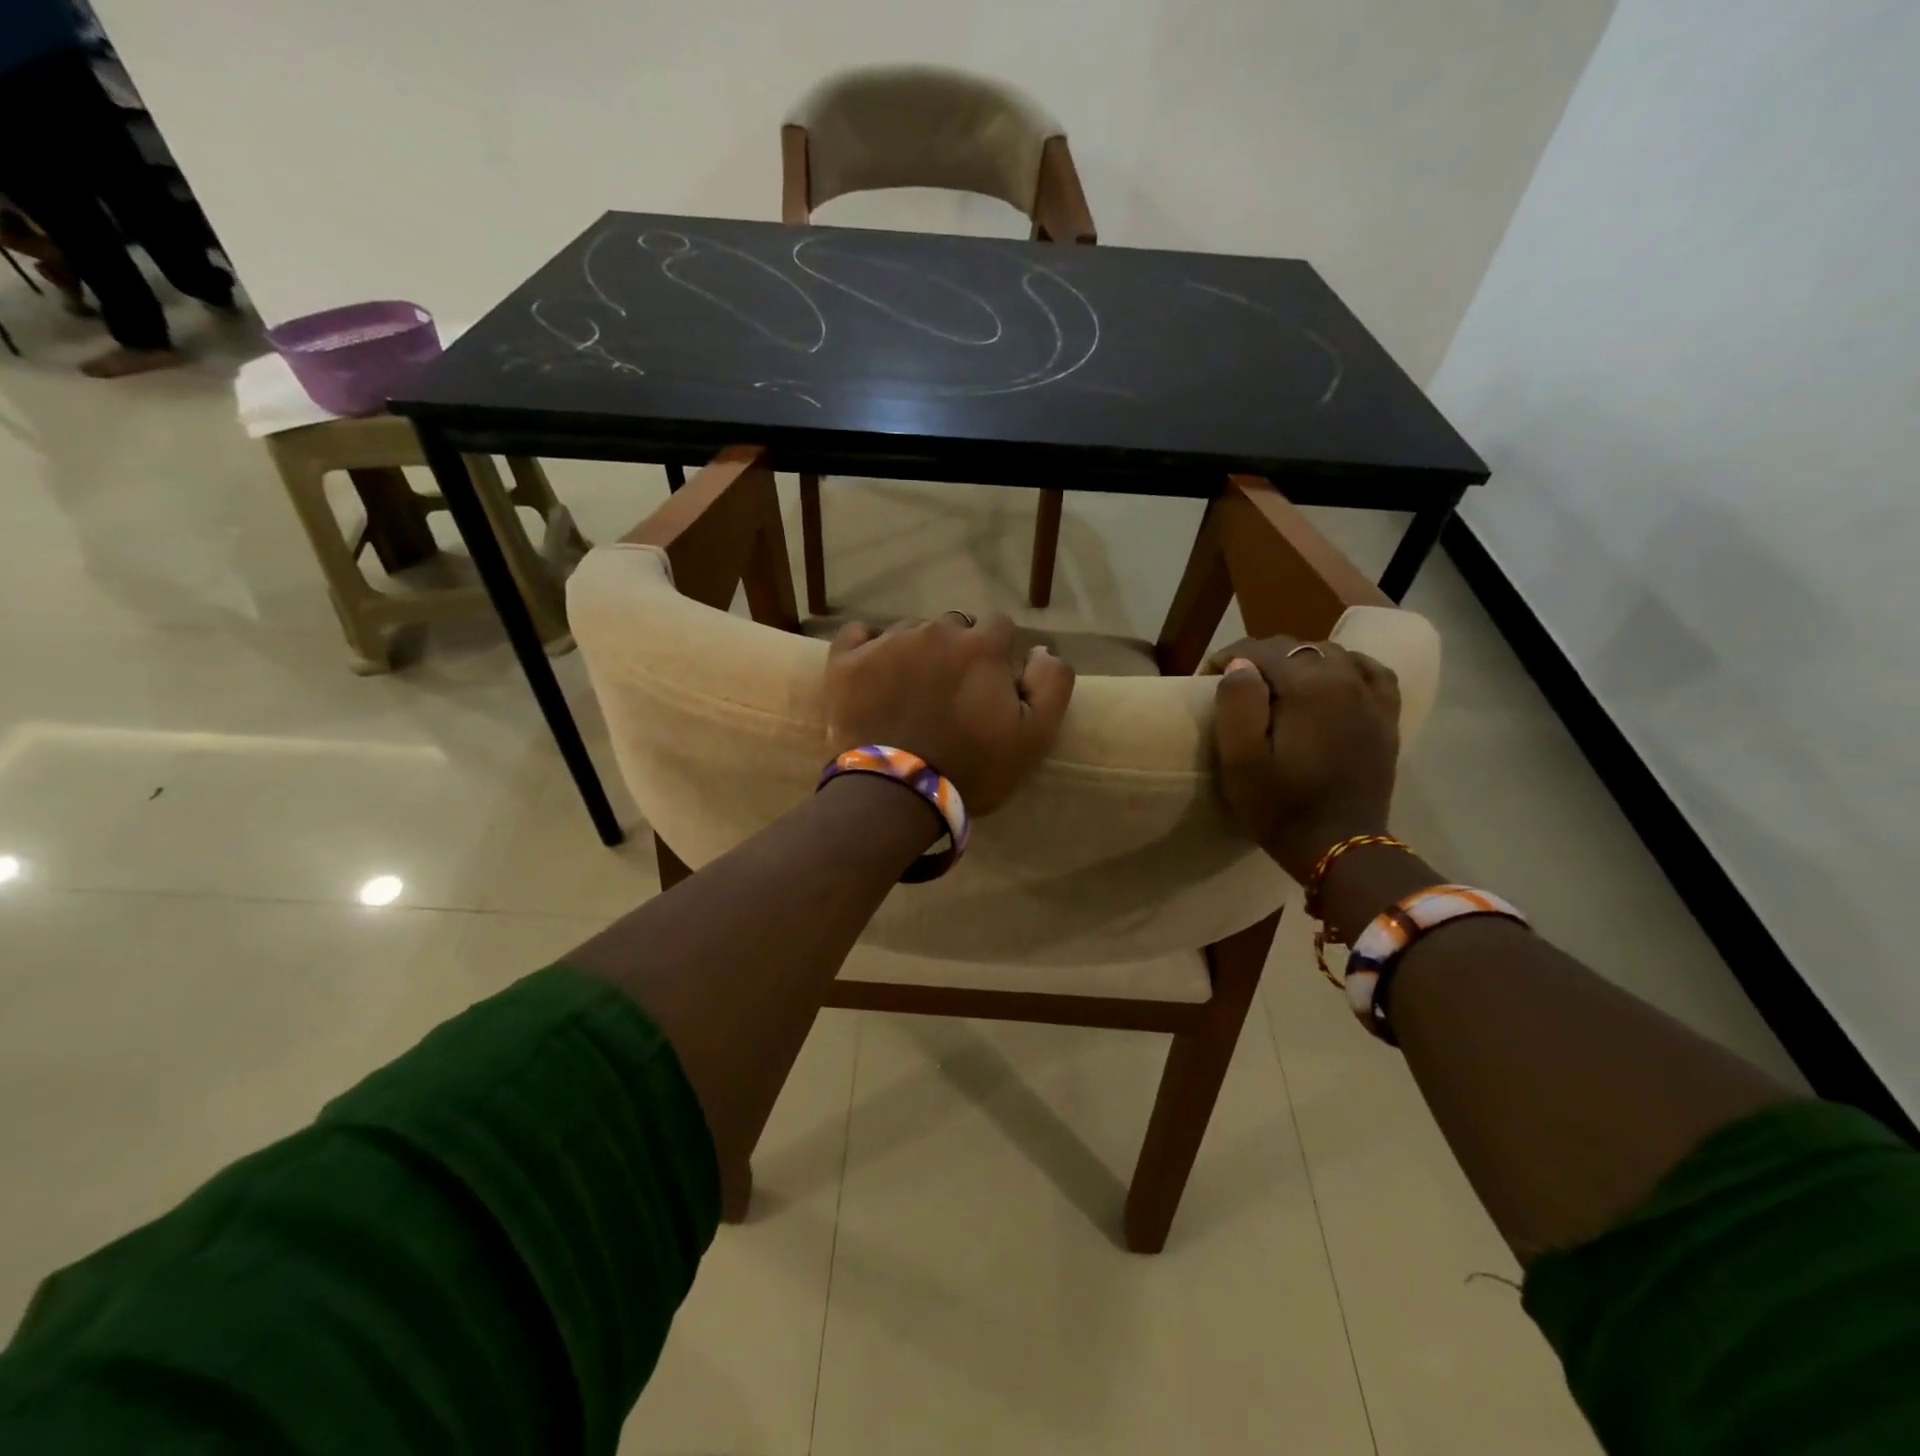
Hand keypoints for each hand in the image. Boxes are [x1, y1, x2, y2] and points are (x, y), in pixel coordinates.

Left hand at [826, 613, 1075, 814]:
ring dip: (916, 652)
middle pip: (954, 627)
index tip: (990, 683)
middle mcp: (936, 632)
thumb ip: (1051, 684)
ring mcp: (887, 642)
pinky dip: (868, 645)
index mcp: (981, 646)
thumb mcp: (1035, 737)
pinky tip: (873, 670)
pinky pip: (858, 633)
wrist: (897, 794)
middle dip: (957, 652)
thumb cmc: (972, 768)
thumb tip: (1041, 649)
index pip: (999, 626)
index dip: (998, 653)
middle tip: (950, 693)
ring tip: (910, 691)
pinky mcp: (847, 660)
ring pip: (909, 631)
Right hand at [1207, 636, 1400, 882]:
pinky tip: (1331, 680)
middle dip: (1260, 658)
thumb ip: (1236, 703)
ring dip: (1298, 661)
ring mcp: (1372, 697)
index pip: (1260, 650)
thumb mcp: (1240, 760)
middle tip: (1235, 686)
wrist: (1340, 847)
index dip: (1227, 658)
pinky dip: (1345, 667)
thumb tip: (1241, 666)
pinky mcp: (1386, 717)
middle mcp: (1345, 679)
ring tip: (1276, 686)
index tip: (1206, 680)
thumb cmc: (1280, 806)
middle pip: (1296, 646)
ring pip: (1331, 654)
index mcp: (1308, 686)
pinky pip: (1369, 672)